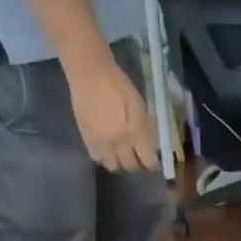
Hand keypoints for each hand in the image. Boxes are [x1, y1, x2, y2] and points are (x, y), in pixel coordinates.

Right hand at [68, 53, 157, 172]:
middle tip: (140, 159)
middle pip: (130, 167)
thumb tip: (150, 147)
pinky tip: (109, 151)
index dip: (153, 165)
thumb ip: (145, 129)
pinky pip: (98, 158)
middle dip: (138, 166)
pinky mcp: (87, 139)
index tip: (154, 163)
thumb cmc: (118, 85)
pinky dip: (106, 159)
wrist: (90, 73)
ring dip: (121, 165)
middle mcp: (118, 142)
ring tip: (124, 156)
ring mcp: (101, 143)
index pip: (147, 161)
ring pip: (113, 166)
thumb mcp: (139, 106)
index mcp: (134, 133)